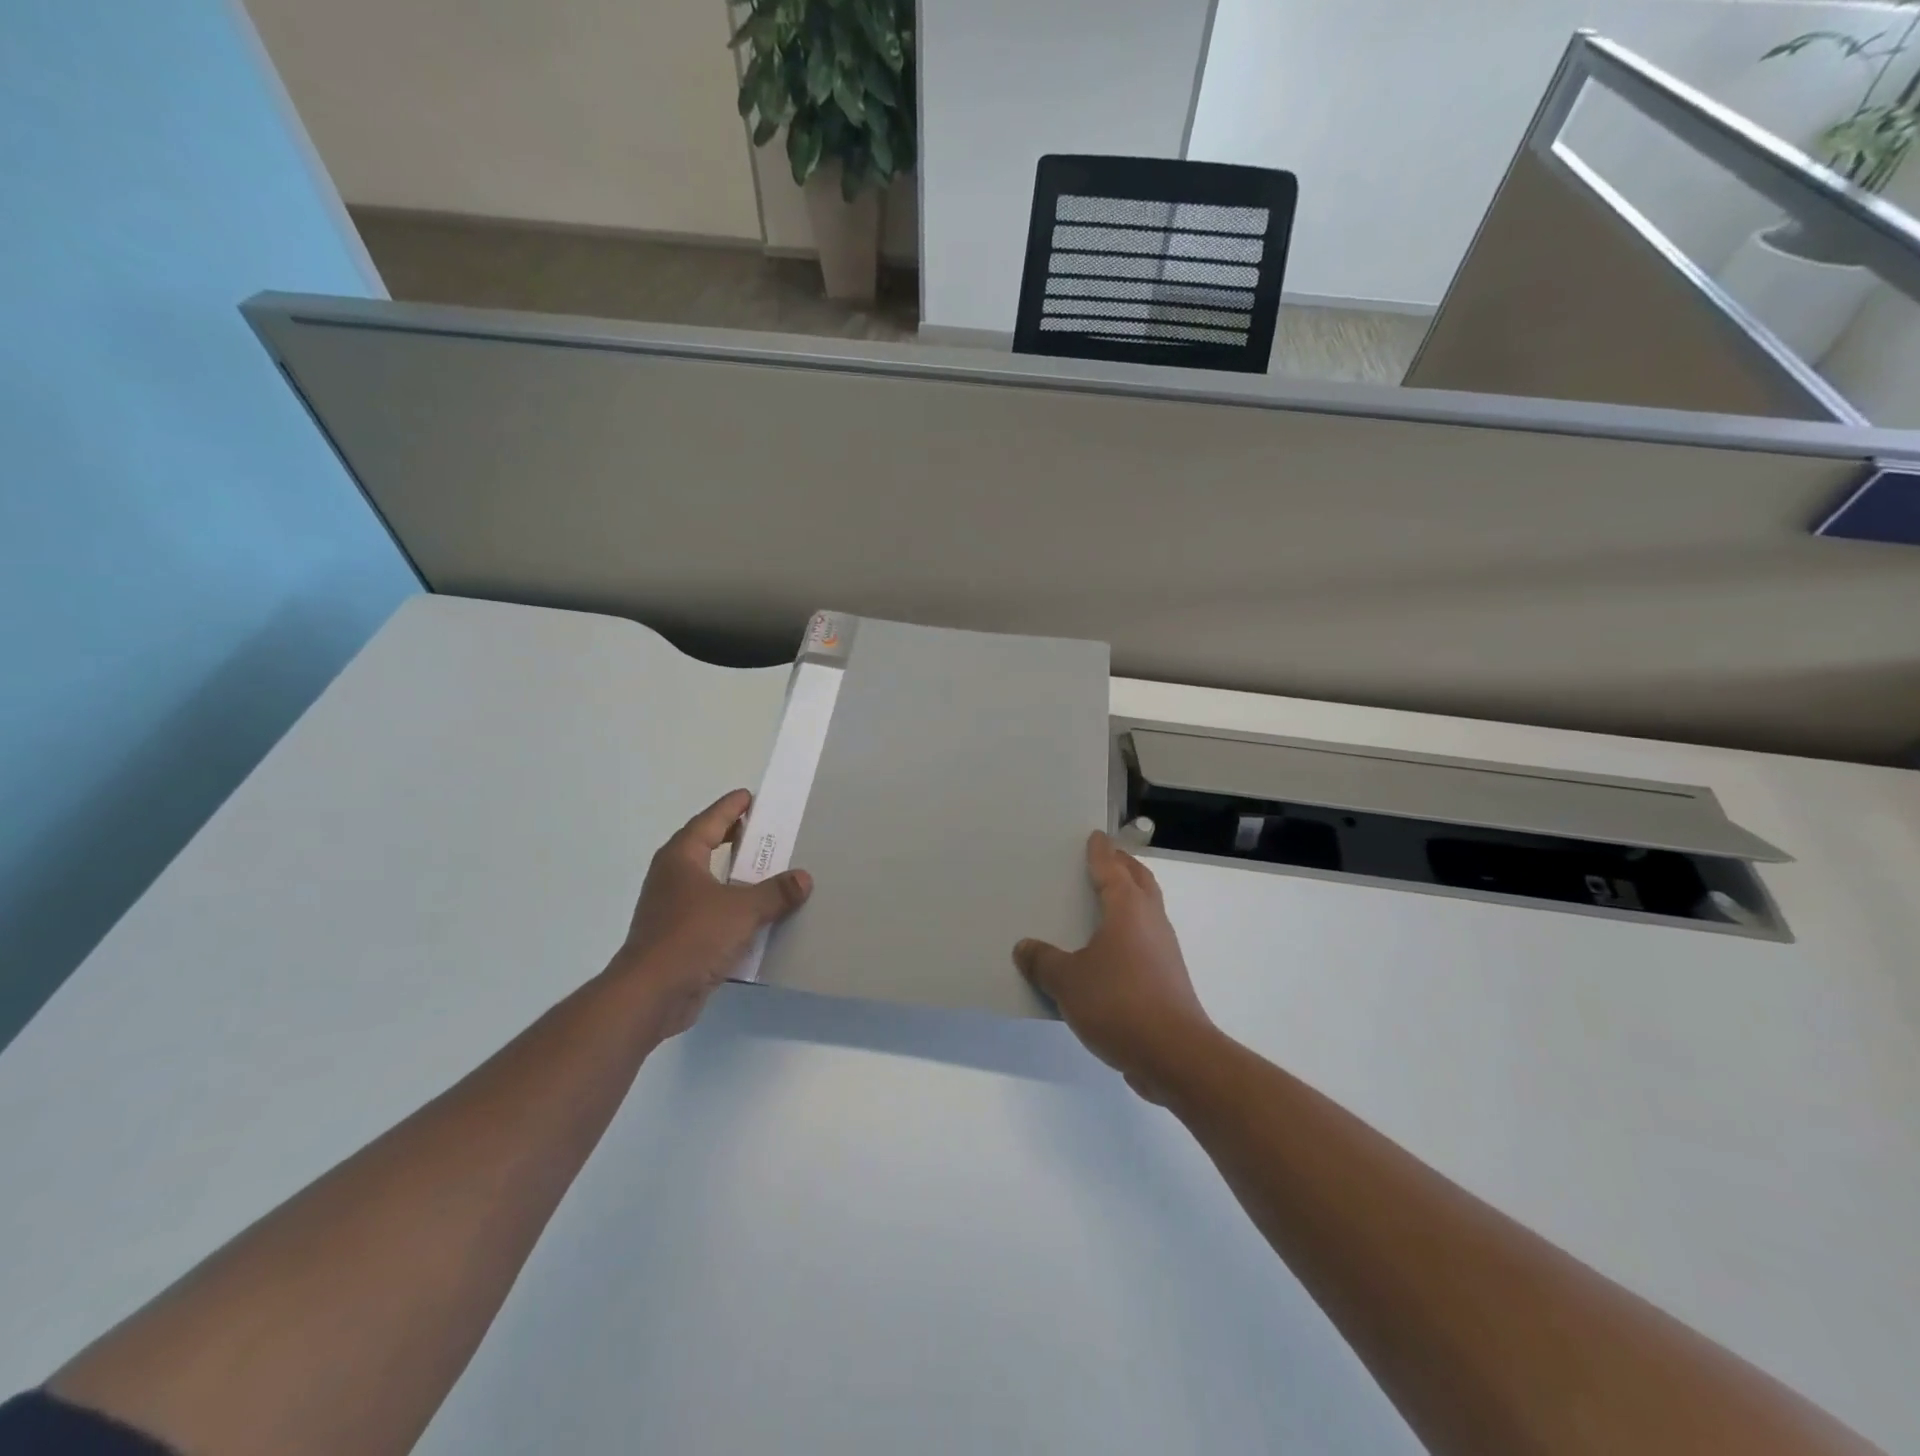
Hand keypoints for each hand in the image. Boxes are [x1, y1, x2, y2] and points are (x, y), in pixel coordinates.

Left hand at [611, 789, 812, 1038]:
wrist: (651, 995)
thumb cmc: (692, 937)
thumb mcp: (742, 910)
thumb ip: (775, 892)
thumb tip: (802, 878)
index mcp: (681, 858)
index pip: (710, 821)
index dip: (731, 807)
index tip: (751, 797)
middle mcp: (673, 878)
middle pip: (708, 848)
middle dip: (736, 840)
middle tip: (767, 833)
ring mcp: (673, 909)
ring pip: (712, 883)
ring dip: (737, 879)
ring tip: (771, 873)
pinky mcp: (679, 938)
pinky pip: (714, 914)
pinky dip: (735, 911)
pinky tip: (760, 917)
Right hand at [1013, 832, 1216, 1103]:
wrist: (1174, 1054)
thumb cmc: (1118, 1003)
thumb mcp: (1067, 982)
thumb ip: (1043, 962)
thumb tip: (1025, 948)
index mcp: (1128, 909)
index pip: (1112, 868)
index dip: (1101, 852)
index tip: (1095, 836)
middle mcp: (1151, 921)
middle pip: (1139, 882)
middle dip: (1123, 866)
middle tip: (1105, 858)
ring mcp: (1164, 951)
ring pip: (1147, 911)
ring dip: (1130, 899)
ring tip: (1104, 901)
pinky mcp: (1168, 979)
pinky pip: (1145, 942)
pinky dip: (1129, 933)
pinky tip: (1108, 952)